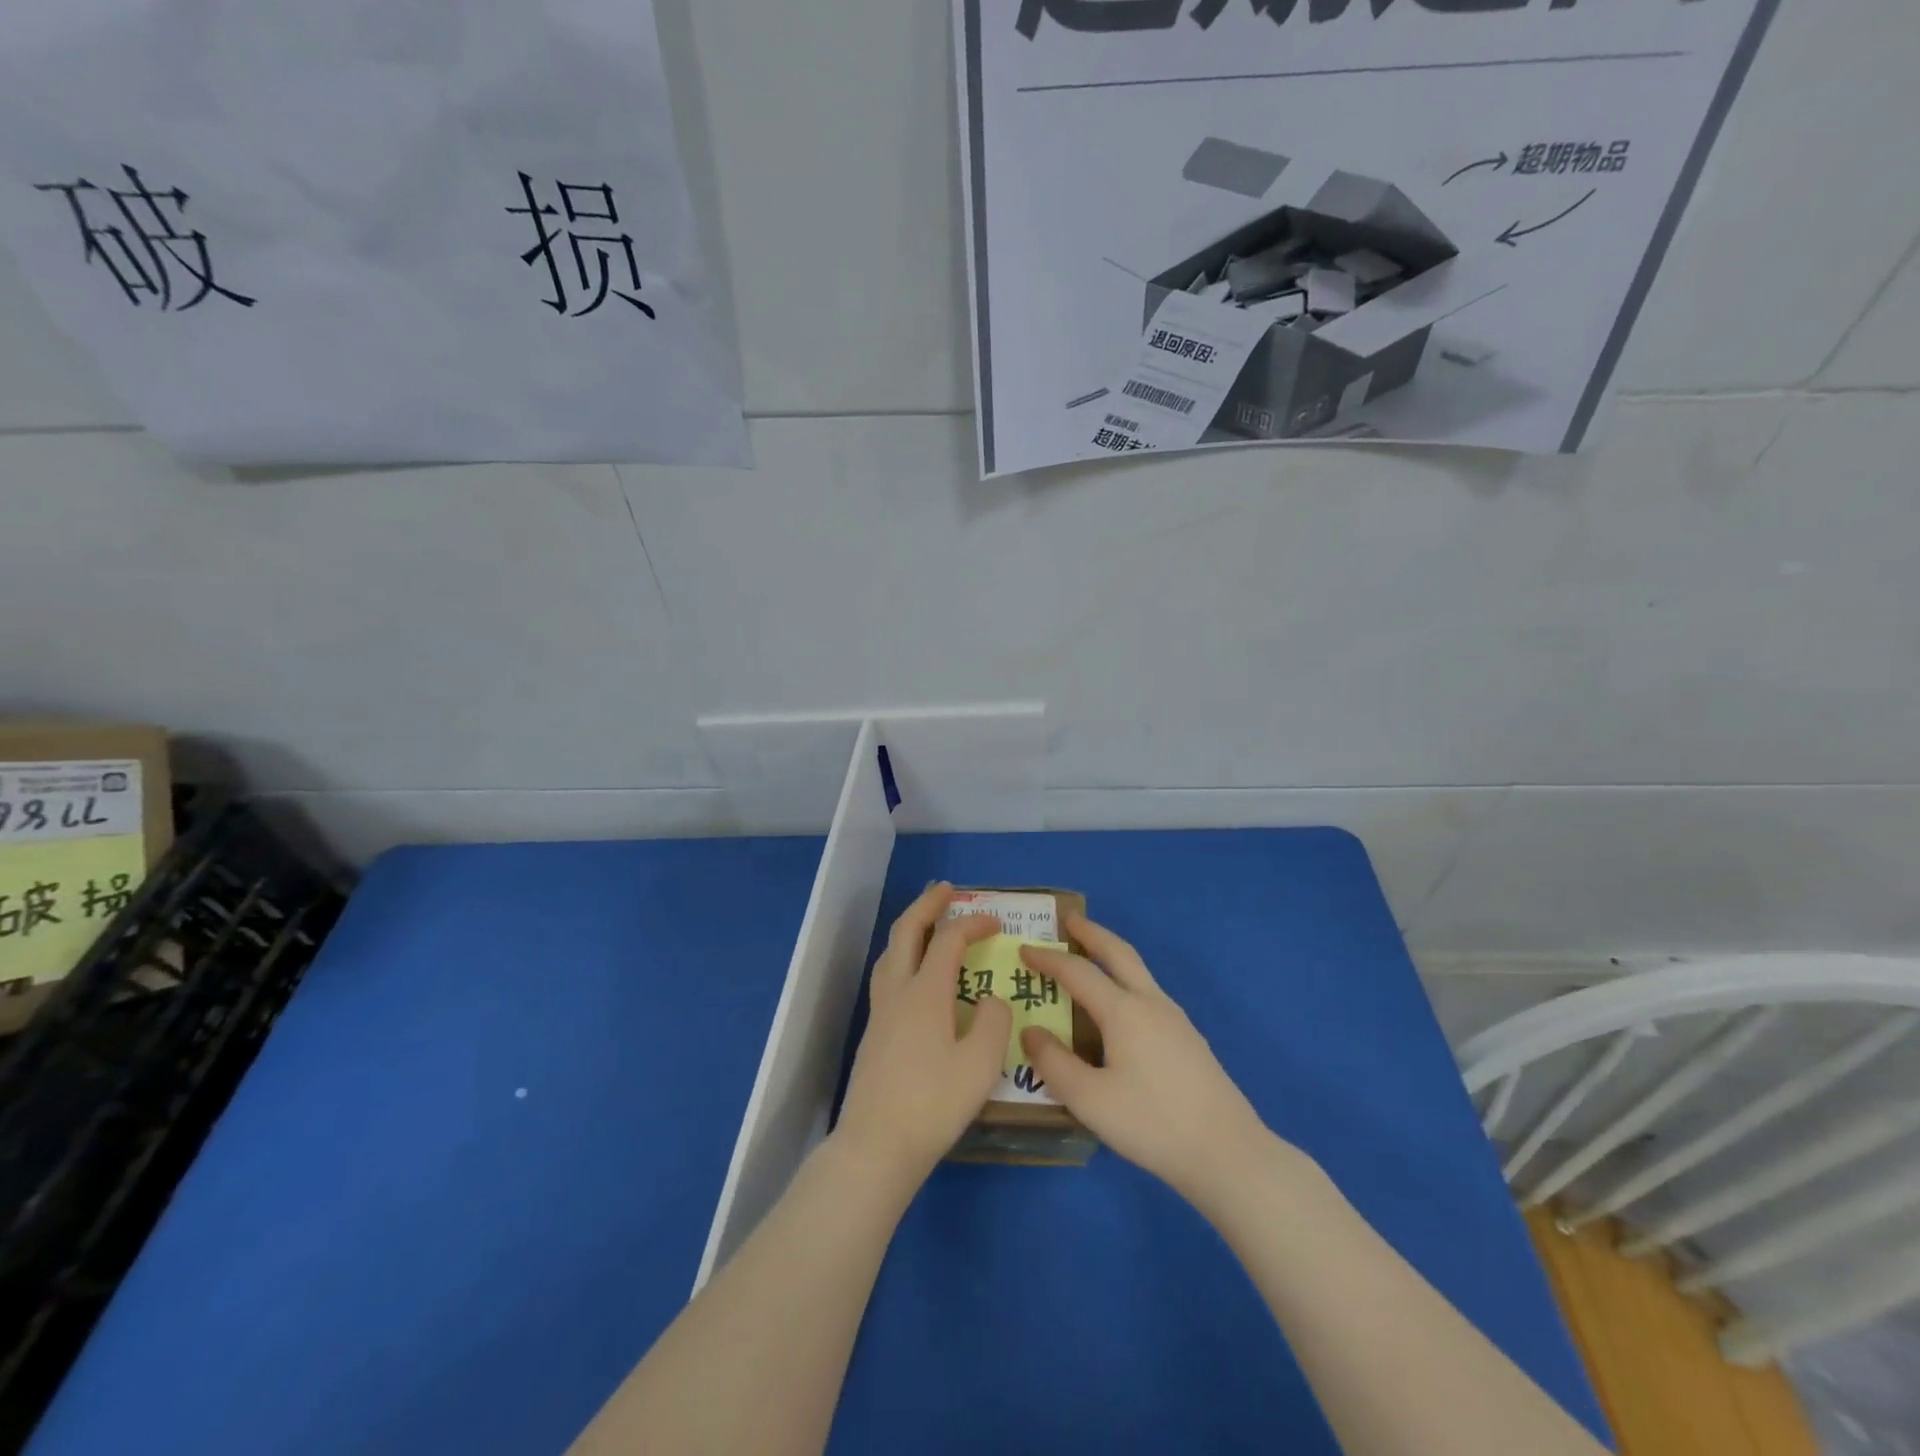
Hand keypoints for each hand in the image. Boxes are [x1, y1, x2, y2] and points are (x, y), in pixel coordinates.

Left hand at [835, 884, 1012, 1186]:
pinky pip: (887, 975)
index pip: (949, 940)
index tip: (996, 922)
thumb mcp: (981, 1064)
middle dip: (927, 906)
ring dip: (910, 929)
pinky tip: (915, 977)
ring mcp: (880, 1012)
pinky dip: (903, 957)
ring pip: (890, 953)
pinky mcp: (873, 1034)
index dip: (972, 923)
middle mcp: (897, 992)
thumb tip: (990, 1000)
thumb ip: (993, 1021)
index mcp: (925, 992)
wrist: (876, 1146)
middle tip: (946, 890)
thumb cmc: (934, 1104)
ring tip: (927, 924)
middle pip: (907, 932)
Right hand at [1020, 914, 1278, 1206]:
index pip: (1078, 972)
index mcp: (1124, 1011)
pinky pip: (1148, 993)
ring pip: (1138, 972)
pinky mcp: (1188, 1039)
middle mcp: (1151, 1003)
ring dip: (1112, 956)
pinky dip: (1125, 981)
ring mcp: (1175, 1019)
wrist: (1227, 1152)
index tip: (1024, 948)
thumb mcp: (1090, 1100)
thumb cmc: (1152, 1123)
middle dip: (1092, 933)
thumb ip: (1054, 1063)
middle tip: (1069, 921)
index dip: (1048, 958)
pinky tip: (1120, 1009)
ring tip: (1091, 958)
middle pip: (1118, 953)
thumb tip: (1031, 1031)